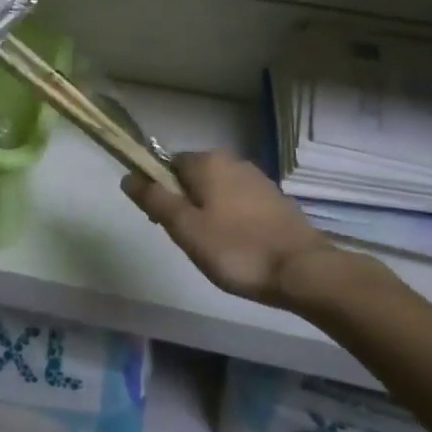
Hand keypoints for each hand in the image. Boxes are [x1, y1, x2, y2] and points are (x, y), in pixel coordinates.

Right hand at [123, 150, 331, 304]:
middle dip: (184, 202)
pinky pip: (240, 202)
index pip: (168, 164)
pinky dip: (232, 218)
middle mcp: (233, 161)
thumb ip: (154, 199)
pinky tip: (237, 244)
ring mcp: (258, 179)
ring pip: (218, 190)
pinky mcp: (276, 200)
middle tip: (187, 238)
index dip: (159, 190)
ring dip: (208, 211)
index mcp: (208, 162)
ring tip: (212, 246)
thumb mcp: (185, 228)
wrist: (302, 270)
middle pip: (194, 177)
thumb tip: (128, 176)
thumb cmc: (236, 249)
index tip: (162, 221)